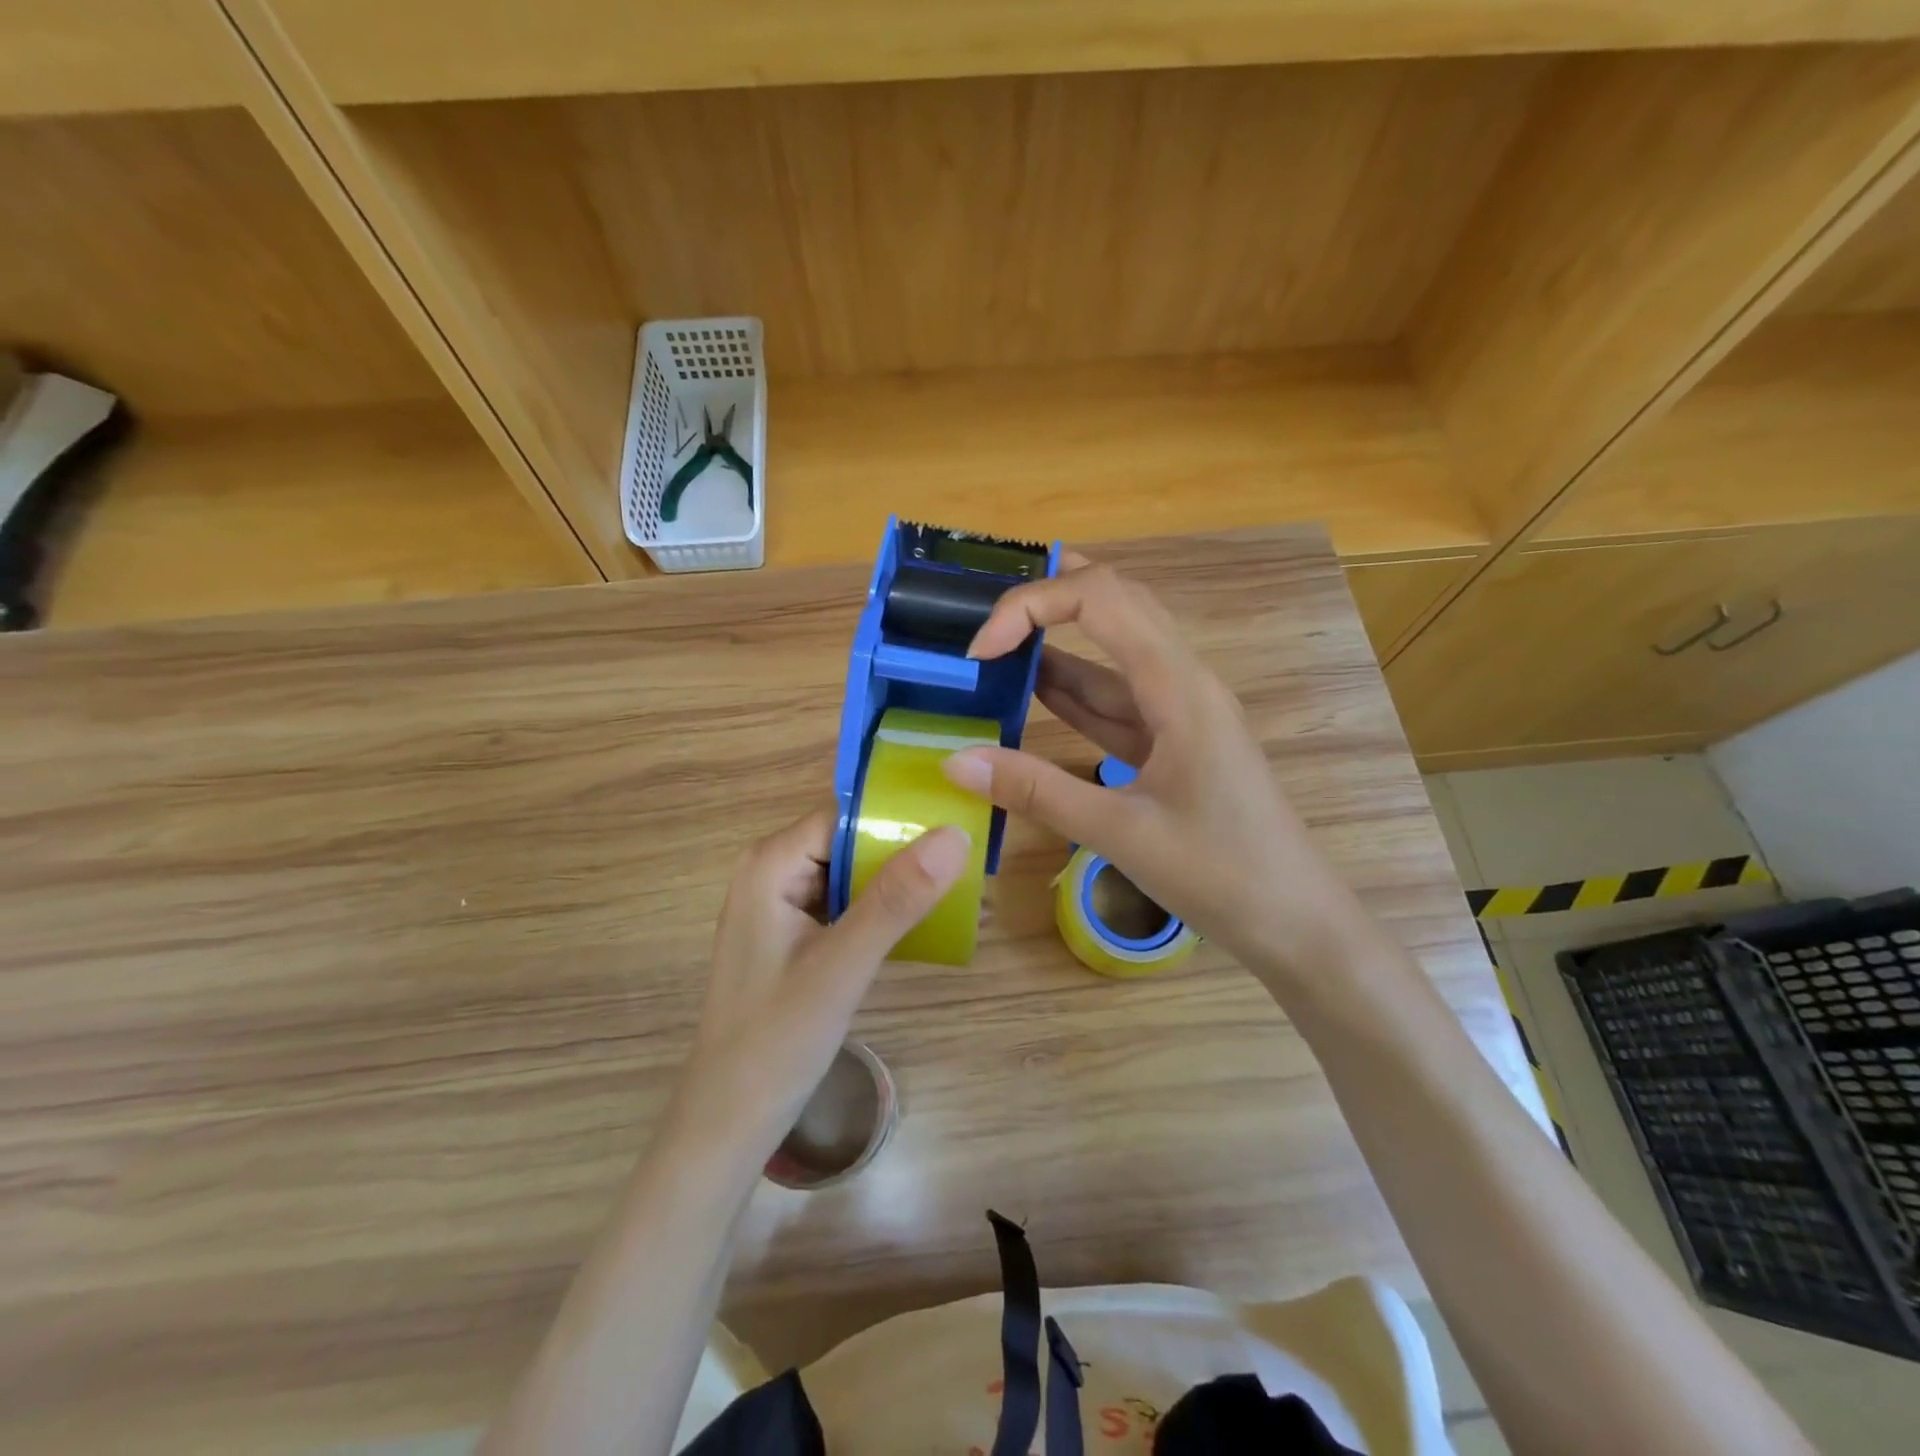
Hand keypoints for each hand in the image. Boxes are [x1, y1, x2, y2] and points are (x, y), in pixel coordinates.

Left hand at [668, 807, 970, 1155]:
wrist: (730, 1120)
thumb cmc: (778, 1040)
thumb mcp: (843, 965)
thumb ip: (897, 898)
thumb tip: (954, 834)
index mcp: (771, 864)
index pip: (846, 816)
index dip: (899, 817)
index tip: (958, 823)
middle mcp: (772, 871)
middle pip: (849, 840)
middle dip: (905, 851)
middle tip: (971, 858)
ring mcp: (781, 904)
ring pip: (851, 872)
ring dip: (898, 881)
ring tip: (961, 884)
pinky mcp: (793, 933)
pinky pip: (845, 903)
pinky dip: (881, 909)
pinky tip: (923, 921)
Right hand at [939, 555, 1361, 983]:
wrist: (1294, 922)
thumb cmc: (1220, 873)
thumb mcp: (1119, 832)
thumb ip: (1035, 791)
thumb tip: (956, 761)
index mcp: (1179, 686)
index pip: (1102, 600)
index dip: (1032, 606)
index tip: (980, 650)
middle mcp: (1182, 682)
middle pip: (1115, 604)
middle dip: (1049, 596)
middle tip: (984, 607)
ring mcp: (1179, 711)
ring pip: (1112, 652)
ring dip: (1055, 644)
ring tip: (993, 643)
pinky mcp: (1172, 742)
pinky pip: (1116, 700)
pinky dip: (1072, 691)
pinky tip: (1032, 691)